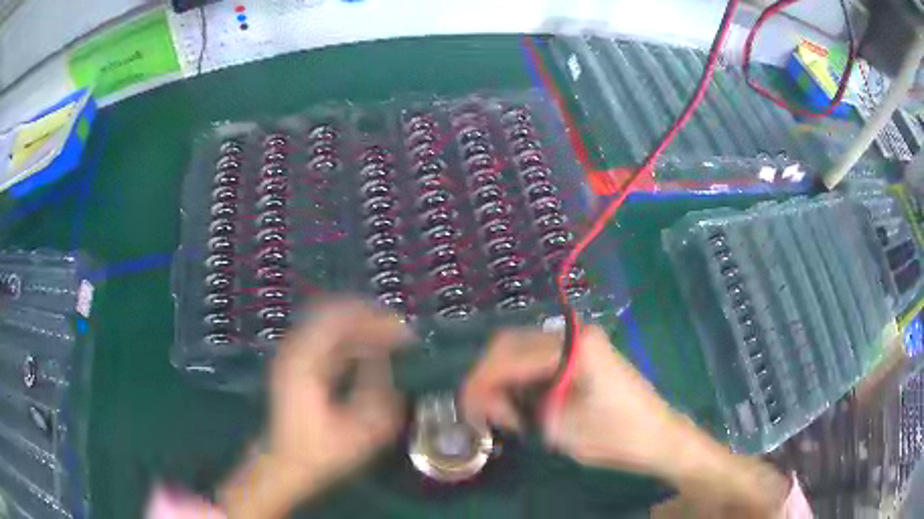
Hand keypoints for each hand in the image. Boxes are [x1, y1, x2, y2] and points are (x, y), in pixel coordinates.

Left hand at [268, 298, 411, 486]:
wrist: (286, 465)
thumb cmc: (321, 451)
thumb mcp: (359, 429)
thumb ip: (378, 390)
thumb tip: (388, 360)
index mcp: (305, 360)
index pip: (341, 318)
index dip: (376, 320)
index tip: (406, 335)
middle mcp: (295, 349)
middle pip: (334, 313)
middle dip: (371, 318)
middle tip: (401, 333)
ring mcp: (294, 355)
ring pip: (331, 323)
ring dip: (362, 328)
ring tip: (392, 340)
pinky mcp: (298, 364)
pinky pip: (328, 339)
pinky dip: (351, 340)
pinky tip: (372, 353)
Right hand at [462, 326, 792, 517]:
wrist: (660, 436)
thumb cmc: (616, 436)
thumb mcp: (561, 429)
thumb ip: (518, 412)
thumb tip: (486, 402)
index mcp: (573, 348)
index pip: (509, 357)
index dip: (480, 383)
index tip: (464, 409)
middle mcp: (574, 334)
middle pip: (511, 345)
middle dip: (487, 377)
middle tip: (478, 411)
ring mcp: (580, 341)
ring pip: (522, 349)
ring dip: (503, 377)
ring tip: (498, 412)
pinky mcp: (583, 353)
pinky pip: (538, 358)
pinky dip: (521, 378)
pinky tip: (520, 403)